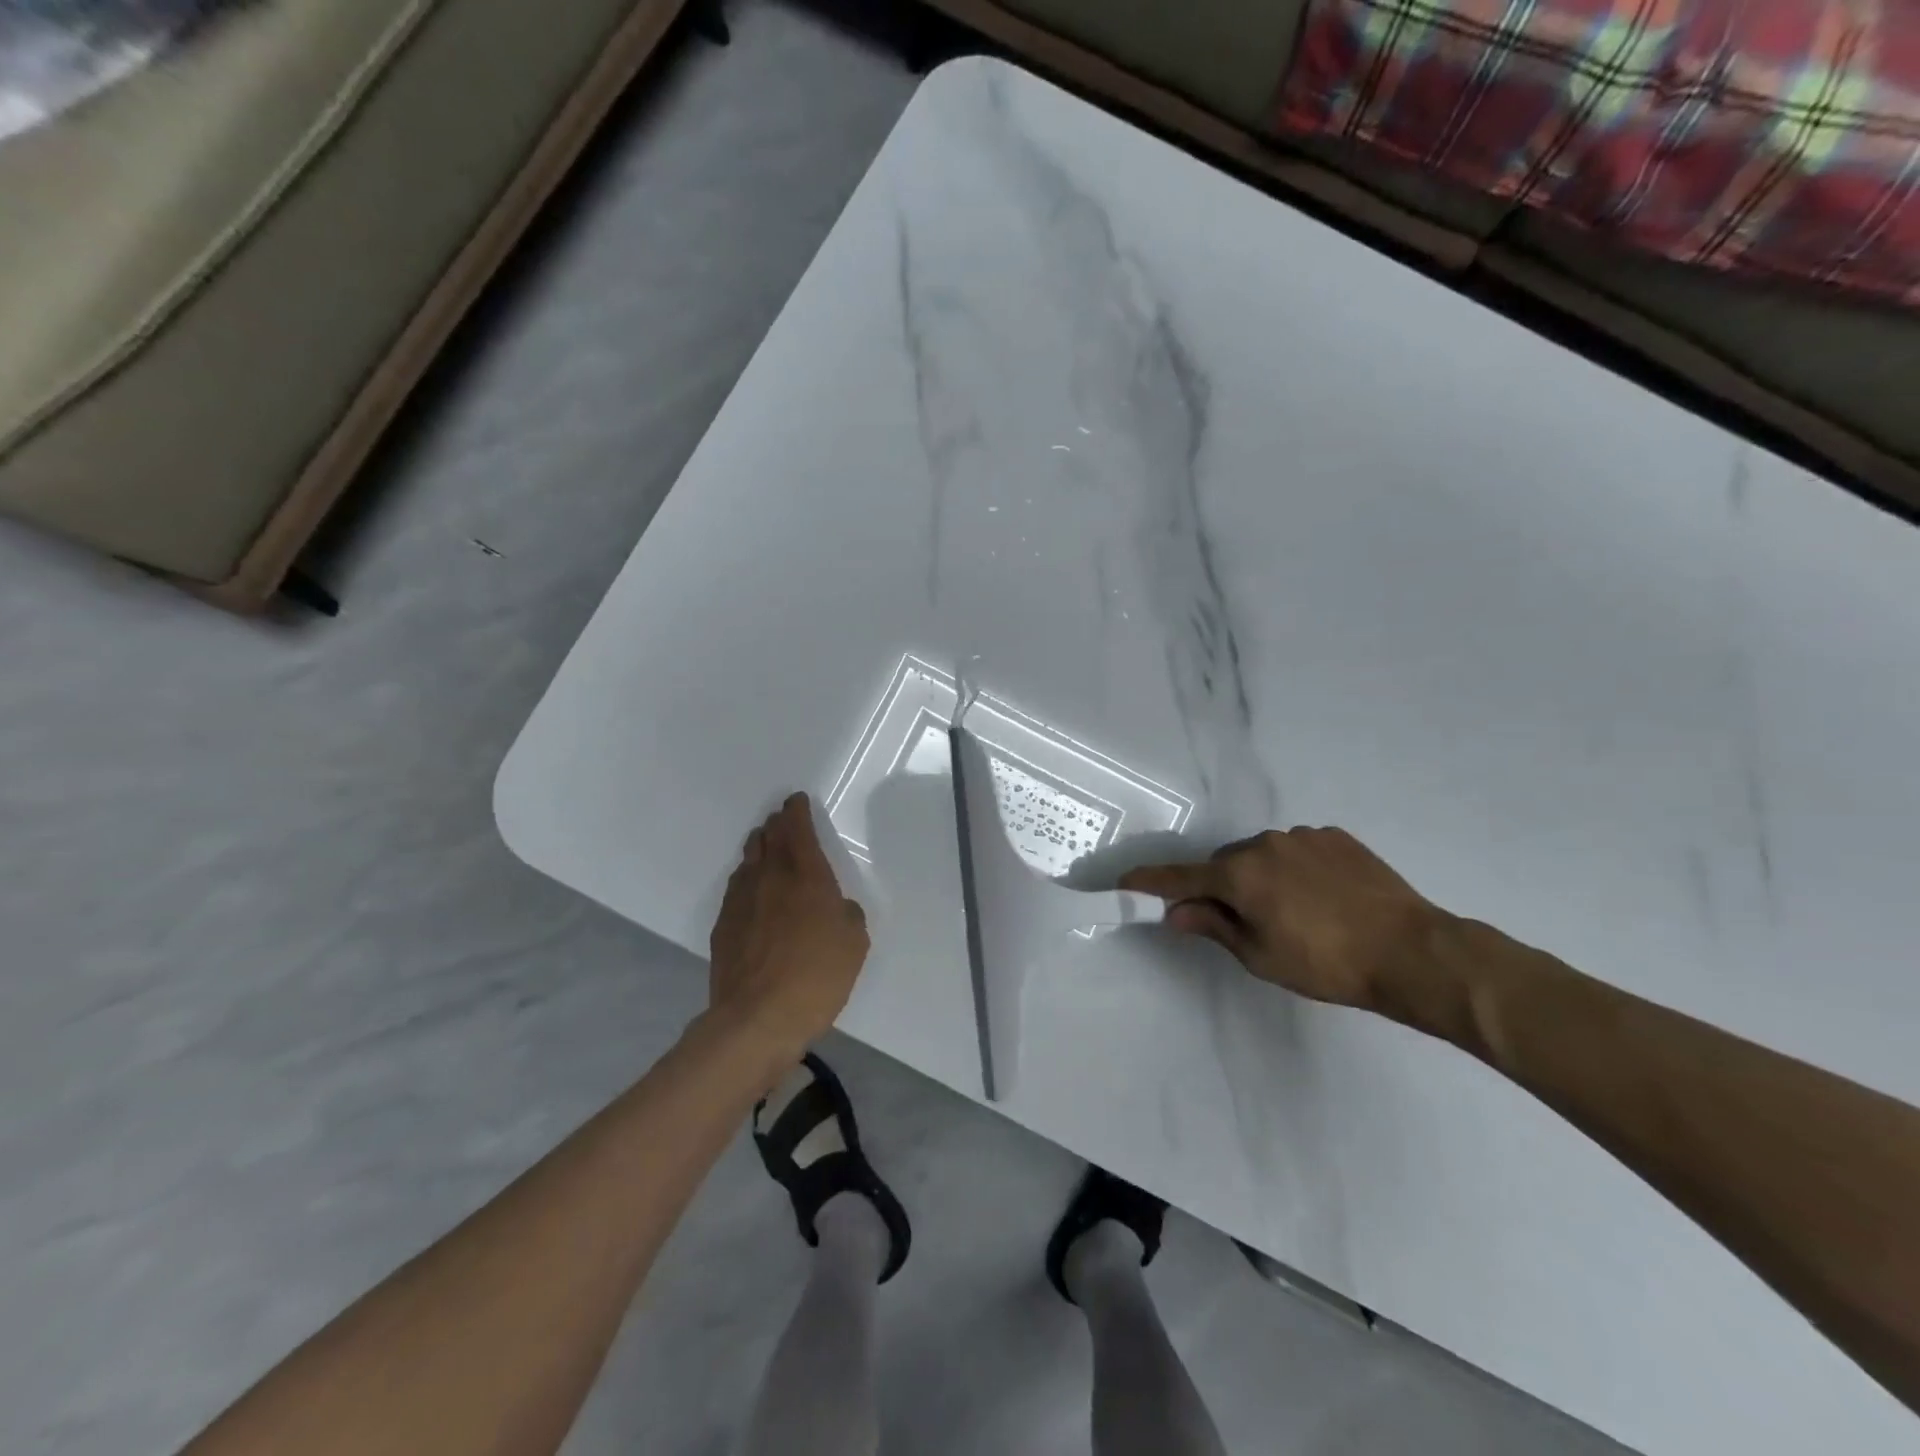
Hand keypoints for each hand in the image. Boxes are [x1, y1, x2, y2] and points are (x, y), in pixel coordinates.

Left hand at [709, 794, 869, 1060]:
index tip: (796, 800)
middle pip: (769, 839)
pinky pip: (736, 887)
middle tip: (781, 819)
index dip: (797, 812)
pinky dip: (745, 877)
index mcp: (807, 876)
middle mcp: (771, 878)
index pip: (798, 830)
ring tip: (763, 844)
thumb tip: (837, 907)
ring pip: (749, 860)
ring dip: (758, 847)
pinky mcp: (724, 925)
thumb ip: (848, 914)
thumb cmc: (817, 976)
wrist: (757, 1018)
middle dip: (776, 824)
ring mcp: (742, 900)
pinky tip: (749, 886)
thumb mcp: (854, 943)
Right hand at [1120, 827, 1442, 1011]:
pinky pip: (1296, 849)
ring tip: (1291, 911)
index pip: (1181, 877)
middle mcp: (1264, 844)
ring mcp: (1302, 836)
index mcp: (1239, 875)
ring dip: (1259, 876)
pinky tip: (1320, 896)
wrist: (1411, 950)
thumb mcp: (1260, 956)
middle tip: (1241, 921)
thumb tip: (1175, 912)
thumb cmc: (1326, 963)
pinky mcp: (1335, 837)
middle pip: (1224, 864)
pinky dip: (1293, 868)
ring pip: (1261, 854)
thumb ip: (1213, 927)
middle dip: (1221, 887)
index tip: (1125, 880)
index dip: (1150, 881)